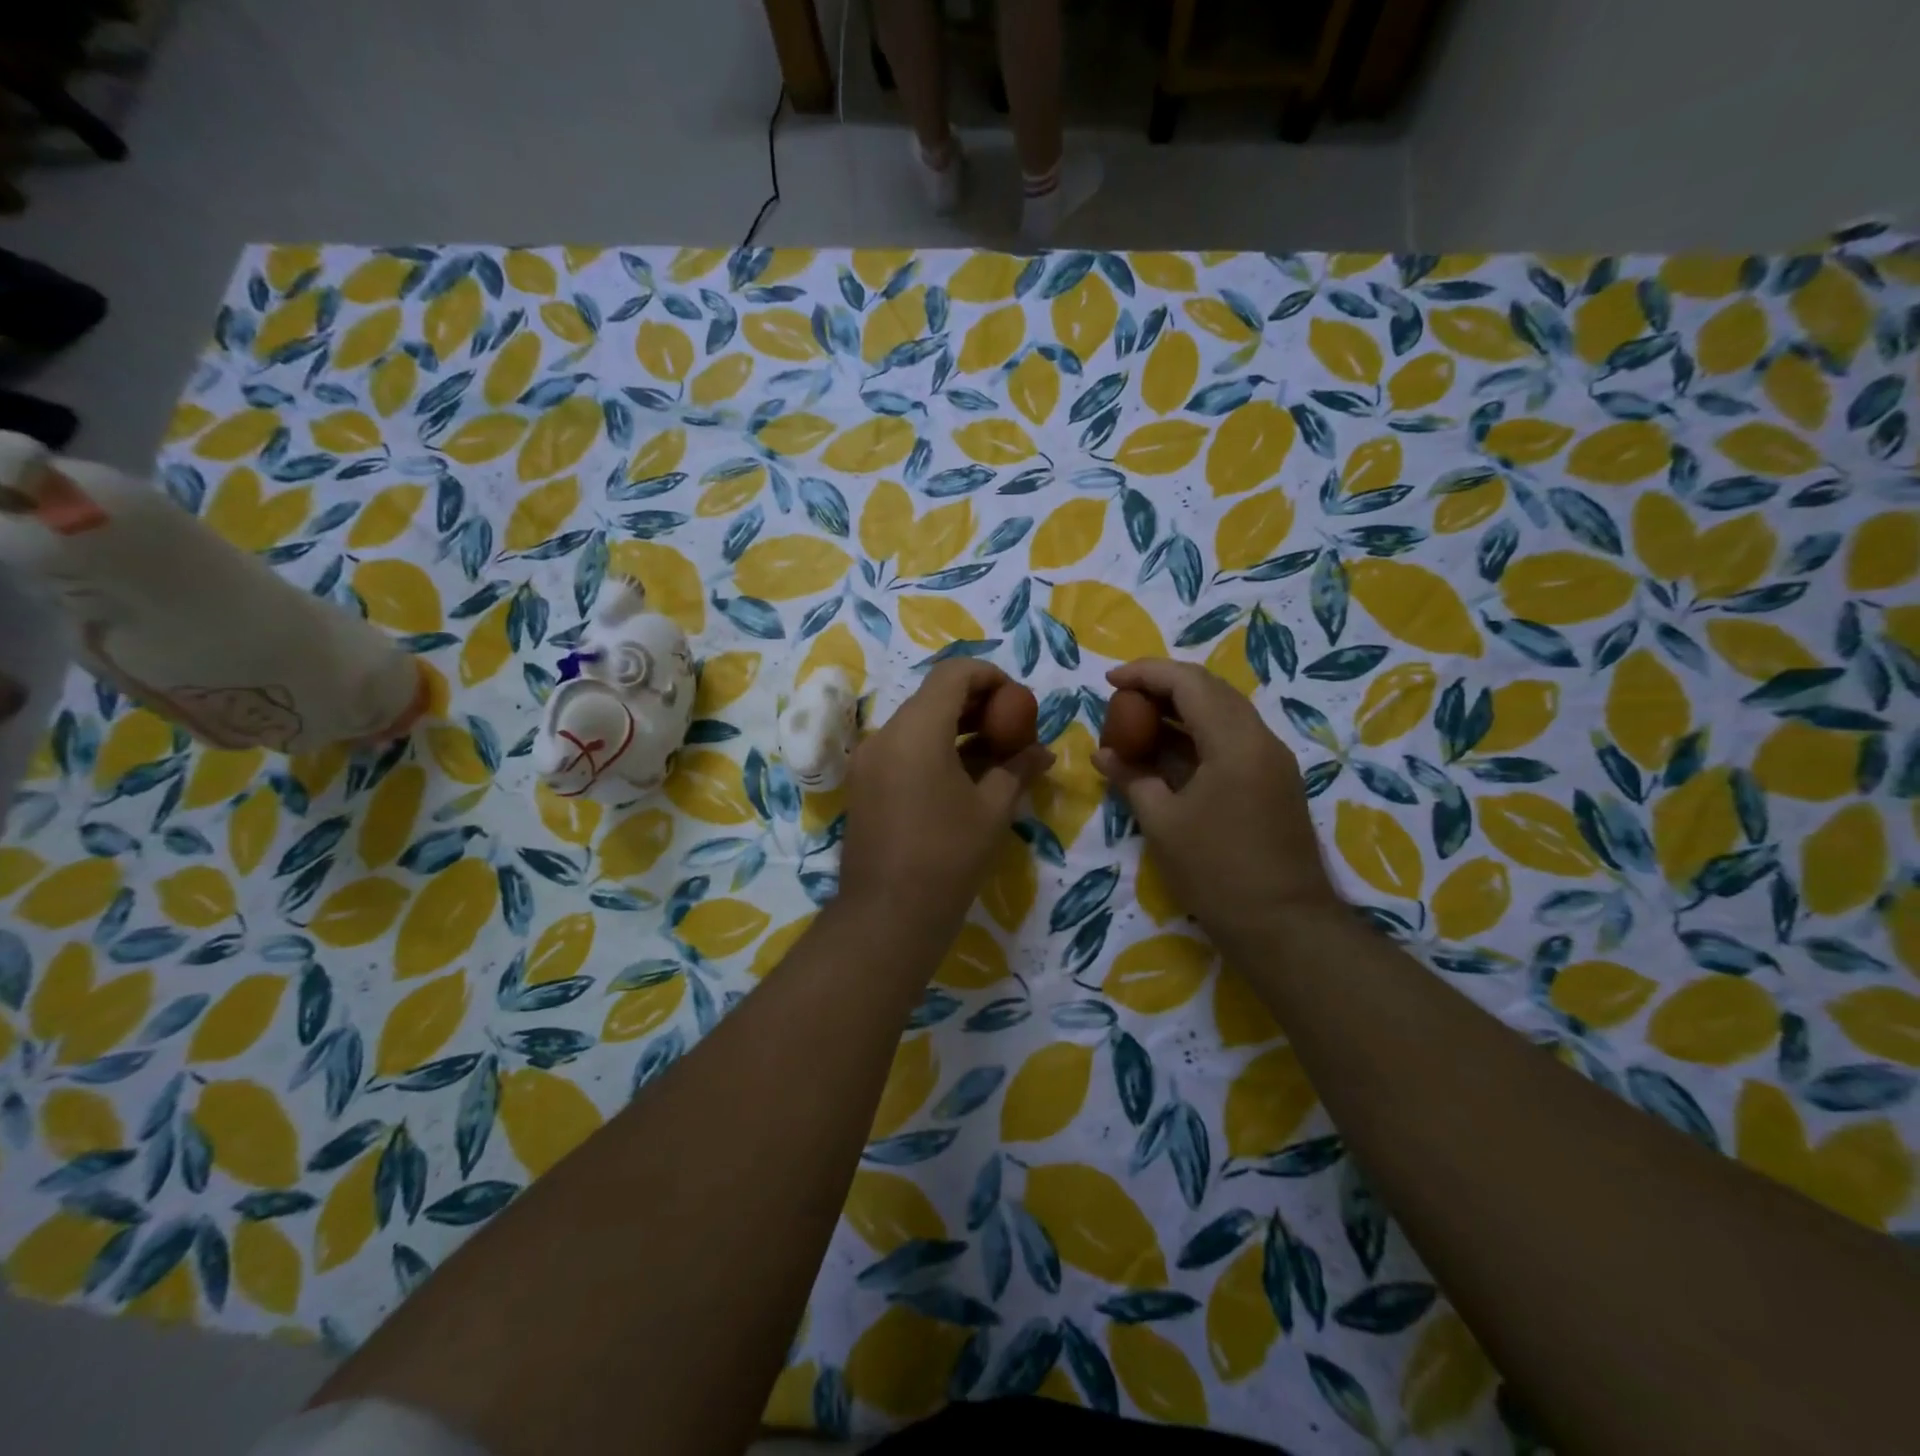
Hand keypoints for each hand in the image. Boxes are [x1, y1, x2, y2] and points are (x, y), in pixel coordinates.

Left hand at [839, 660, 1051, 952]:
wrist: (887, 916)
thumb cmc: (948, 858)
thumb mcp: (993, 810)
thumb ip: (1018, 769)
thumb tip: (1043, 752)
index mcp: (917, 730)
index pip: (954, 673)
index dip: (991, 677)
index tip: (1018, 702)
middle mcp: (885, 734)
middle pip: (933, 696)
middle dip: (976, 704)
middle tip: (1012, 728)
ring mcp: (868, 760)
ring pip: (917, 722)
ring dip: (955, 728)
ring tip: (994, 754)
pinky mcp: (864, 784)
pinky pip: (902, 749)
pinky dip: (933, 749)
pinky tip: (963, 776)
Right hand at [1094, 659, 1339, 943]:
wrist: (1284, 925)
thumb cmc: (1216, 872)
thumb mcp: (1162, 823)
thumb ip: (1131, 778)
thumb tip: (1103, 753)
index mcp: (1235, 742)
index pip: (1189, 683)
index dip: (1146, 673)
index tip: (1109, 679)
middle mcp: (1260, 739)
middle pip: (1210, 690)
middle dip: (1163, 686)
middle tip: (1122, 698)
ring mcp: (1272, 760)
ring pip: (1223, 714)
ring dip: (1180, 710)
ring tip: (1138, 722)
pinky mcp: (1274, 781)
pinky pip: (1232, 740)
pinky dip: (1197, 736)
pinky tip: (1167, 752)